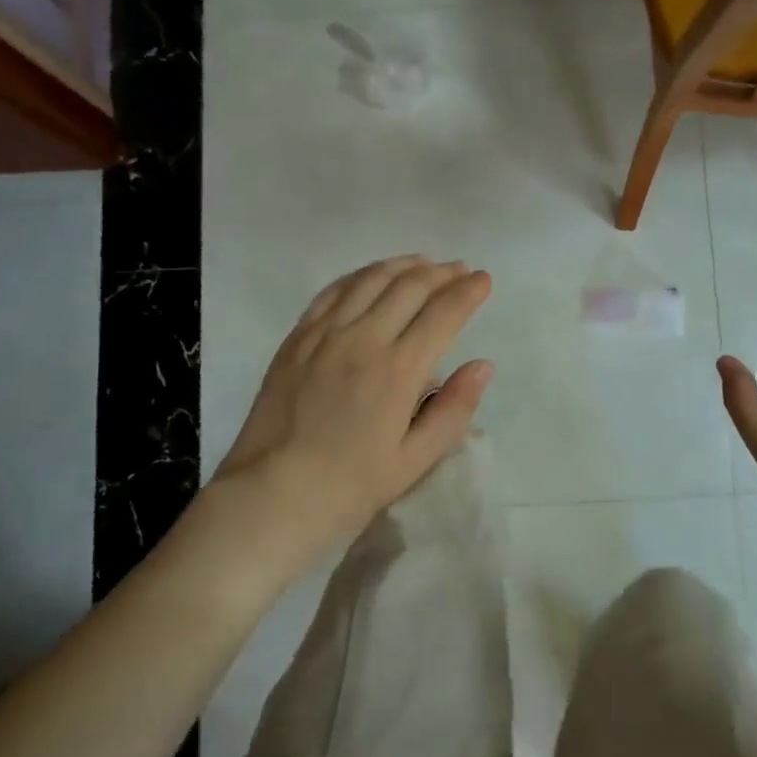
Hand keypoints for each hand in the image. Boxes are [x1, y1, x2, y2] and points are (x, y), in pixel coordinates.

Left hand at [212, 256, 494, 562]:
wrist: (273, 493)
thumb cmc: (350, 485)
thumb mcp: (415, 460)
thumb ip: (453, 409)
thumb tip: (483, 365)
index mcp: (399, 370)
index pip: (443, 313)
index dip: (468, 291)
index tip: (483, 280)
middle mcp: (363, 338)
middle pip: (410, 286)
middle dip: (442, 272)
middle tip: (460, 270)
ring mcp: (325, 333)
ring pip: (371, 279)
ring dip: (403, 265)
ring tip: (424, 263)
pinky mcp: (297, 337)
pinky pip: (333, 291)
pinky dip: (360, 275)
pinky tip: (372, 275)